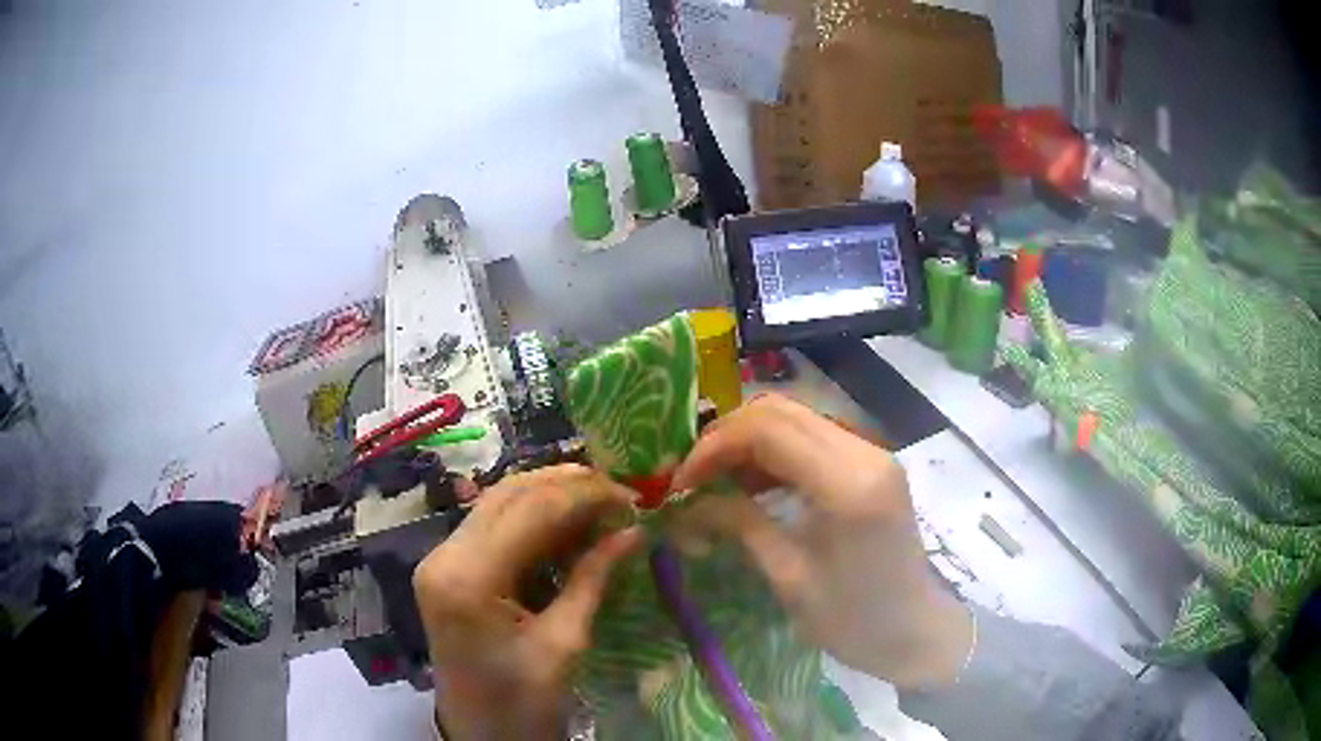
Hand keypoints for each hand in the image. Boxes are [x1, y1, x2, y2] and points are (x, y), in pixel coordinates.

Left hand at [413, 465, 641, 739]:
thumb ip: (593, 579)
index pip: (531, 509)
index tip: (633, 498)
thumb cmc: (522, 702)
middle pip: (510, 494)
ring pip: (499, 502)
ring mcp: (441, 558)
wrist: (479, 732)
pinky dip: (533, 518)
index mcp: (469, 578)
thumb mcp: (565, 644)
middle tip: (620, 496)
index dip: (586, 495)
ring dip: (551, 496)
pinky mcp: (448, 567)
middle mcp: (445, 555)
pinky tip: (569, 525)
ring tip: (601, 505)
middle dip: (569, 487)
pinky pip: (493, 525)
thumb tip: (633, 531)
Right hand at [670, 394, 972, 688]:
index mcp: (848, 484)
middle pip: (780, 411)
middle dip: (726, 437)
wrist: (915, 631)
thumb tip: (687, 503)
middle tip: (692, 478)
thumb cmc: (853, 620)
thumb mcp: (790, 578)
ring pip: (795, 418)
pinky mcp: (871, 464)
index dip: (714, 447)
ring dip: (748, 441)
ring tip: (715, 482)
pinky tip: (753, 485)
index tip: (680, 483)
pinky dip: (774, 452)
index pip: (768, 431)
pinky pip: (812, 438)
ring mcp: (872, 454)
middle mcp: (865, 453)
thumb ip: (741, 525)